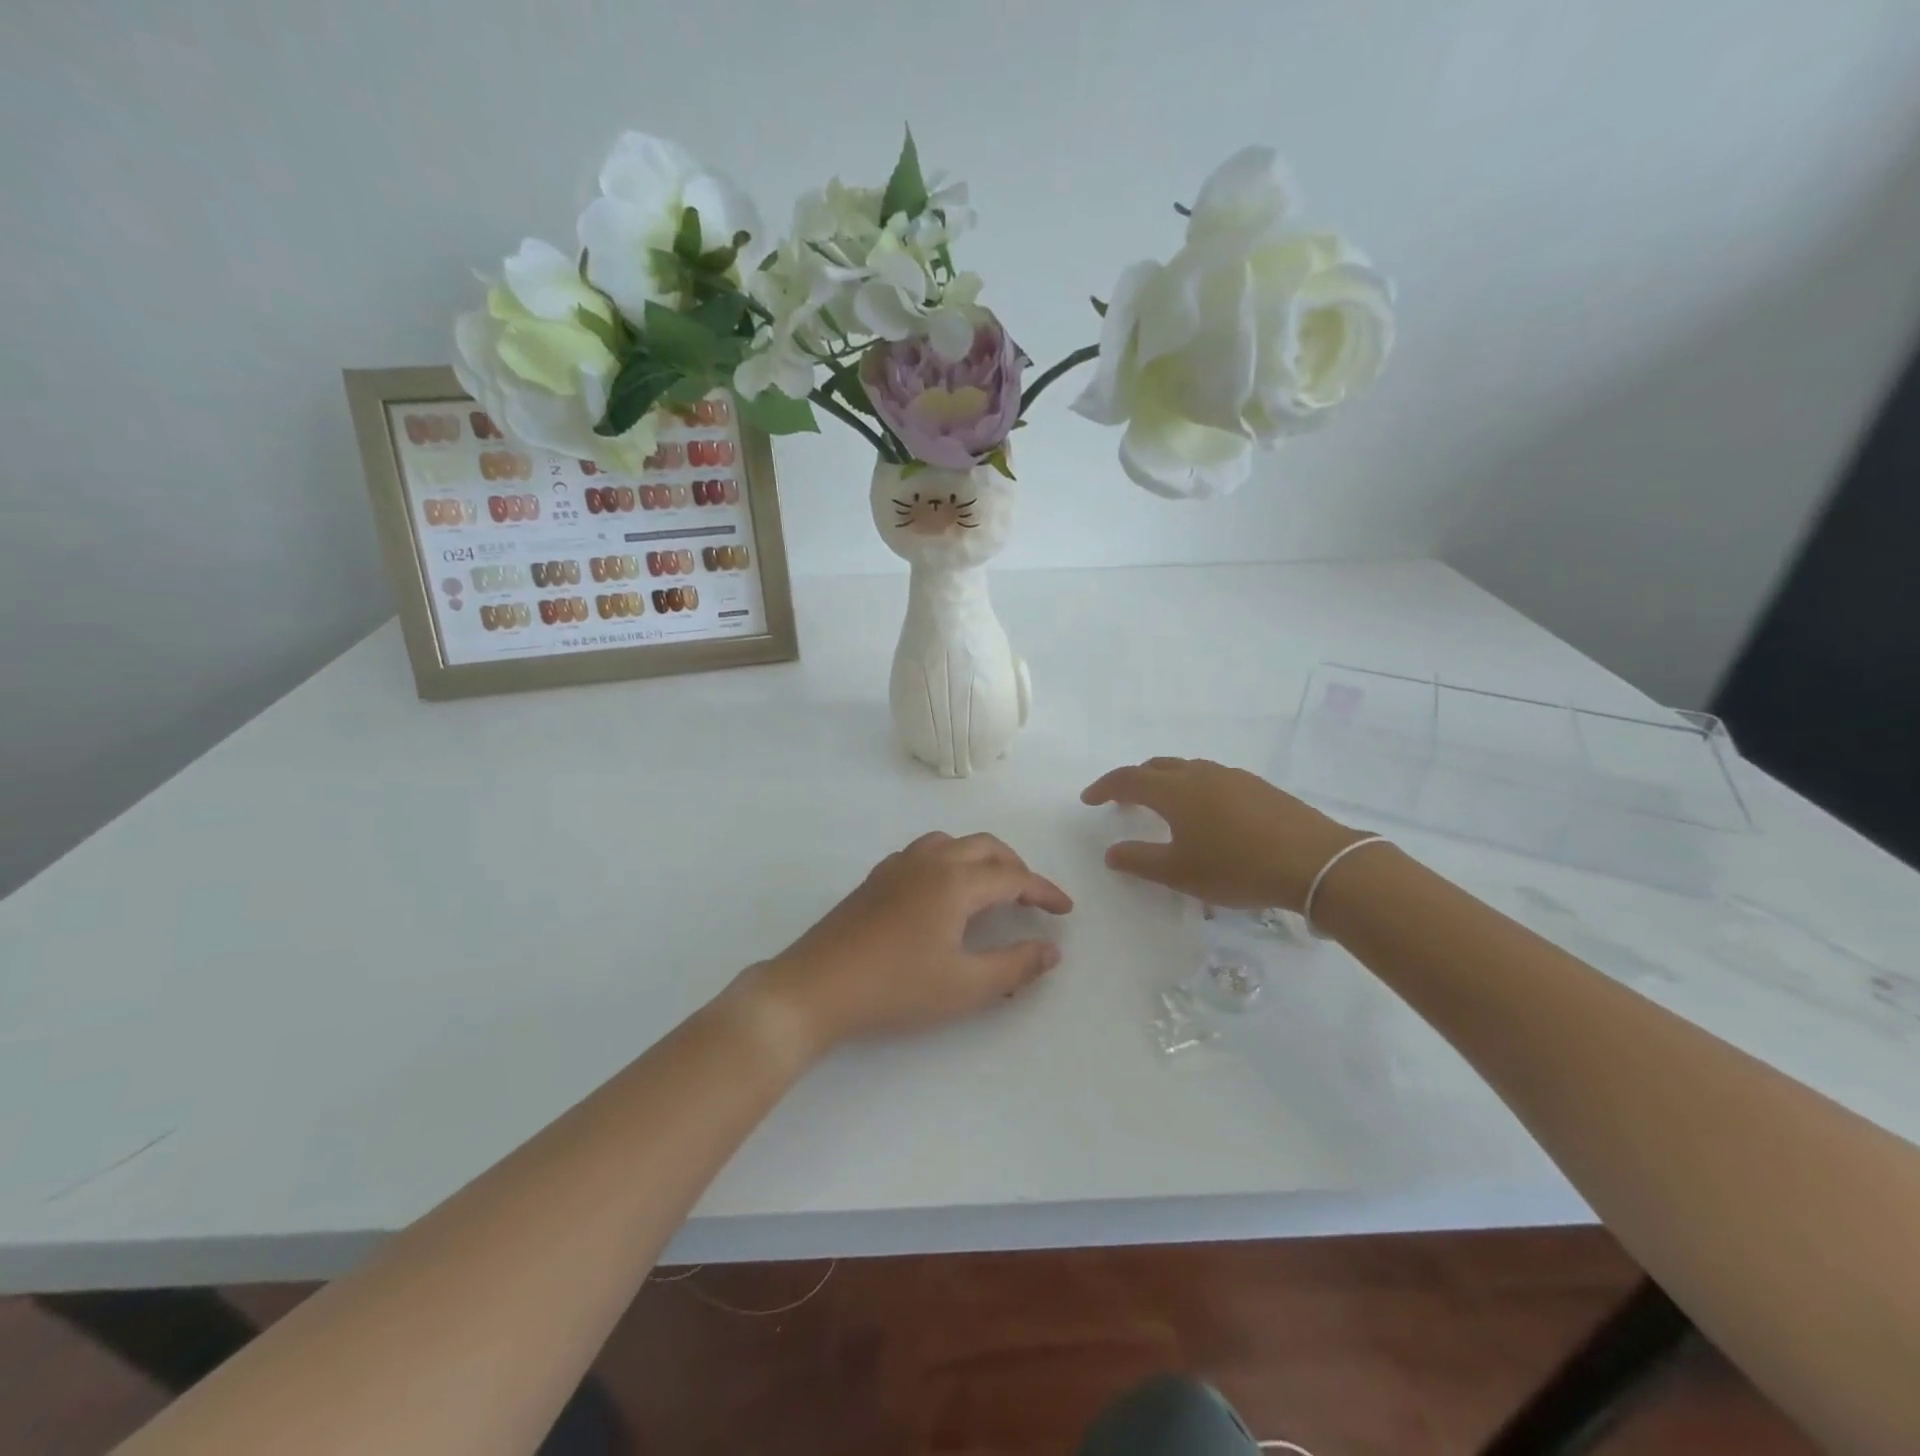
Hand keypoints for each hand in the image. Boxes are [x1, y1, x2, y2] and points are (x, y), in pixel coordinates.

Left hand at [746, 831, 1072, 1053]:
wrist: (817, 986)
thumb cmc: (896, 987)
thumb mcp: (965, 985)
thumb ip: (1014, 966)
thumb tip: (1051, 950)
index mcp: (955, 881)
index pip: (1013, 877)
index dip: (1044, 892)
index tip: (1065, 910)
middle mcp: (929, 861)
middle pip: (984, 847)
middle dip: (1015, 867)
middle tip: (1031, 898)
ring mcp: (898, 866)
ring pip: (951, 843)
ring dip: (980, 859)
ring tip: (991, 889)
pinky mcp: (876, 878)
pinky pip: (925, 853)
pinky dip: (949, 861)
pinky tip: (943, 894)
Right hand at [1081, 757, 1366, 910]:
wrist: (1314, 861)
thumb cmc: (1236, 867)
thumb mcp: (1180, 872)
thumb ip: (1140, 861)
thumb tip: (1111, 852)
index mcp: (1175, 791)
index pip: (1129, 779)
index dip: (1105, 787)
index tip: (1089, 799)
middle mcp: (1200, 774)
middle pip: (1158, 767)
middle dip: (1135, 780)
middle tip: (1123, 801)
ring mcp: (1233, 777)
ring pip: (1188, 770)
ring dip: (1167, 782)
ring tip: (1164, 807)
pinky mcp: (1259, 787)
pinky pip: (1213, 779)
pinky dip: (1195, 789)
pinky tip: (1207, 815)